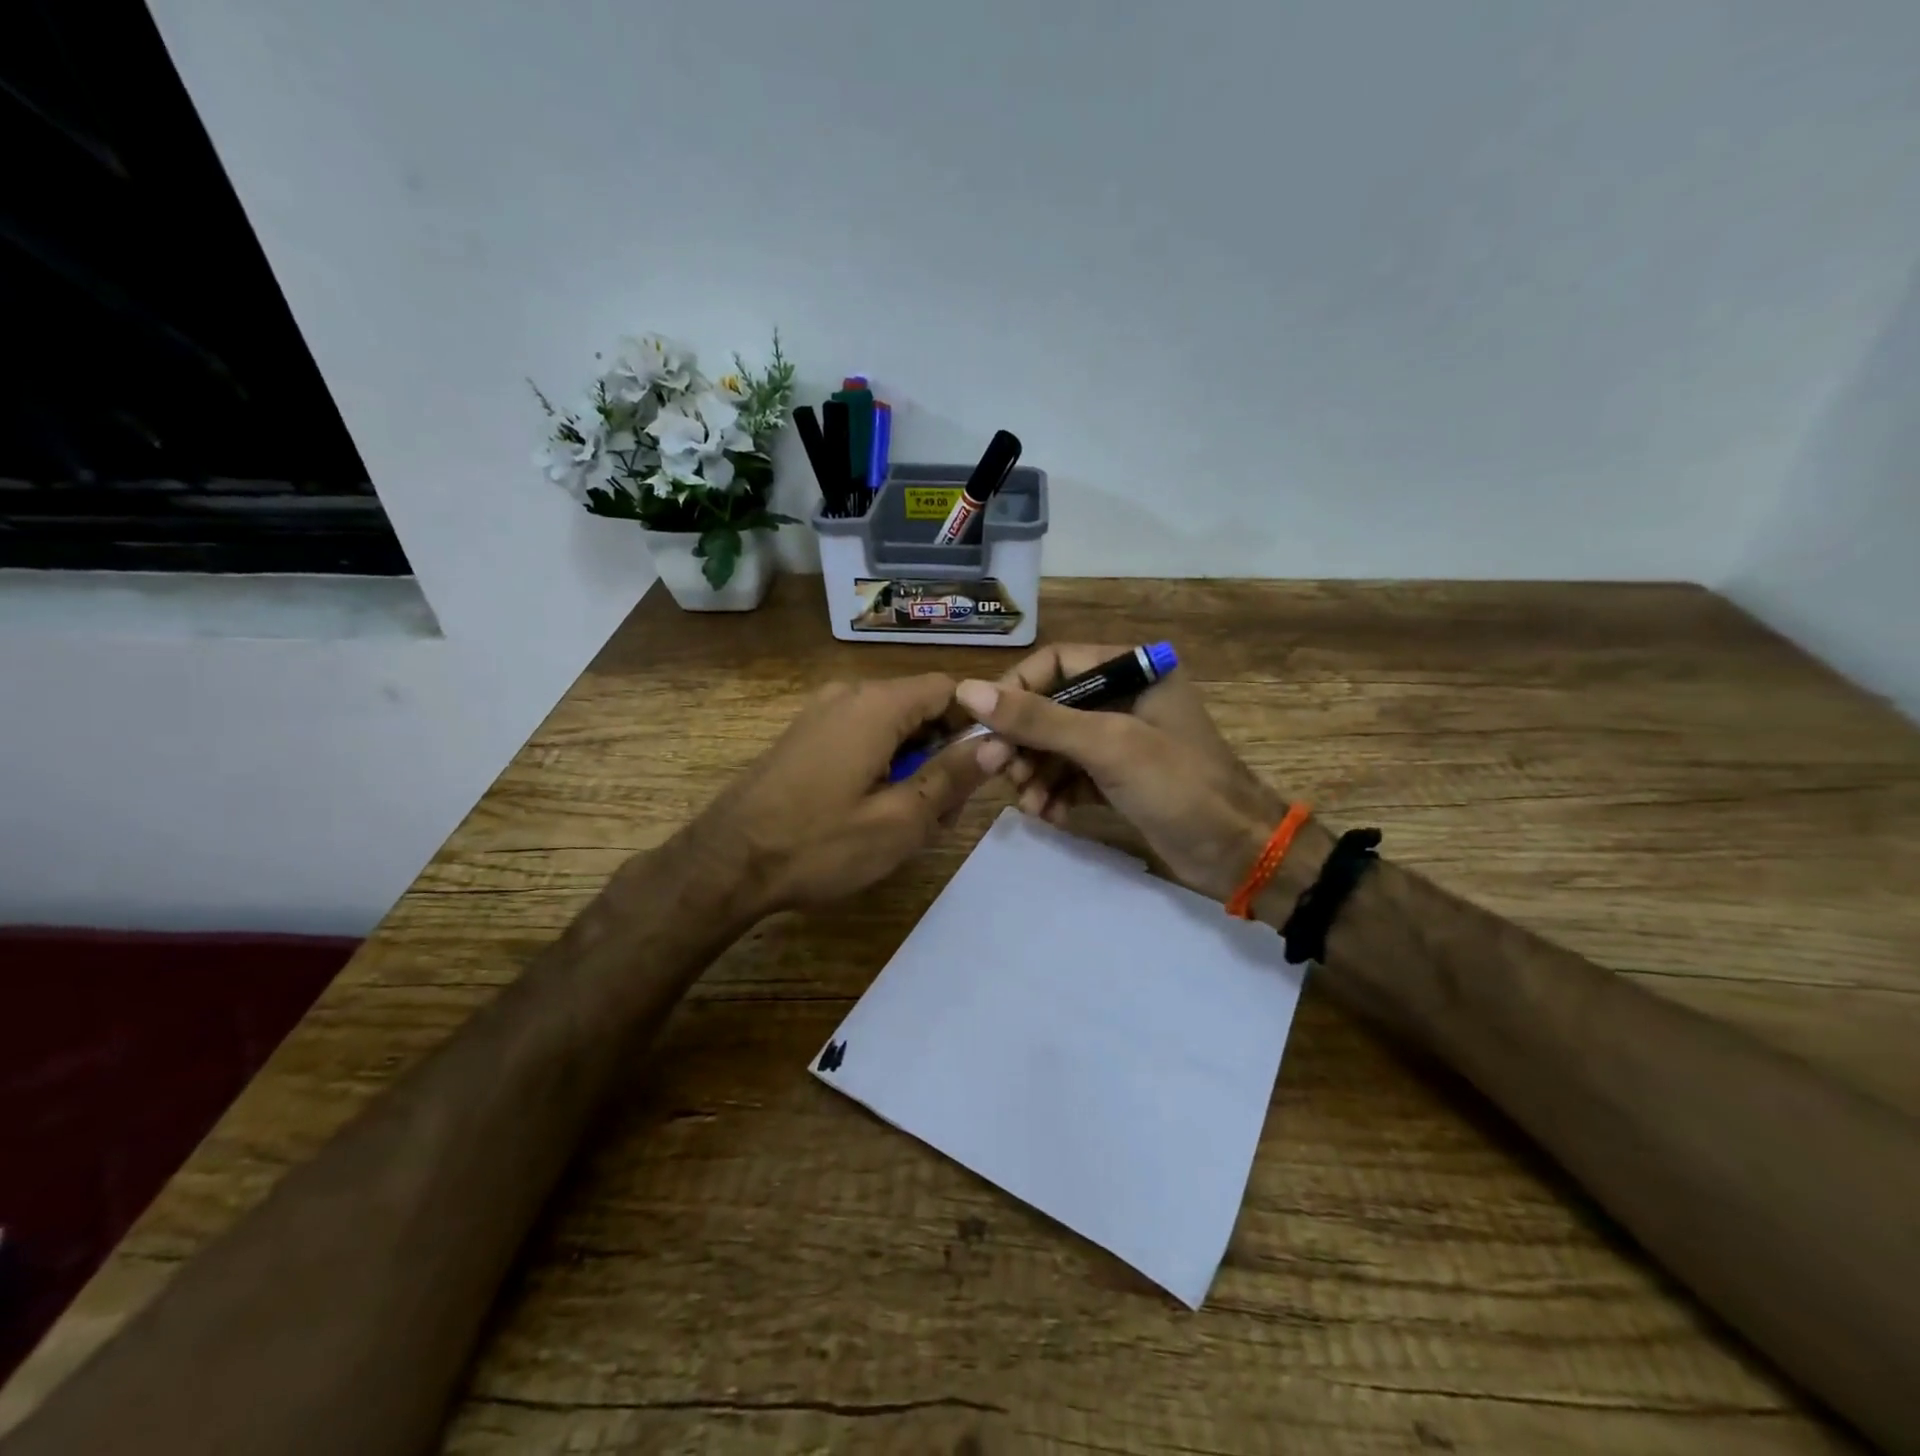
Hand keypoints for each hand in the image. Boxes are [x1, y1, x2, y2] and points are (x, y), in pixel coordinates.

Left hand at [688, 673, 987, 918]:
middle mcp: (849, 694)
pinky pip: (862, 737)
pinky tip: (877, 812)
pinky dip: (883, 766)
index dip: (978, 721)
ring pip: (893, 727)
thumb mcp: (899, 820)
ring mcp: (822, 713)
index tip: (988, 766)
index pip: (951, 688)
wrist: (726, 863)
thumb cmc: (819, 844)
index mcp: (877, 705)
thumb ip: (952, 776)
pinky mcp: (806, 736)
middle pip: (921, 708)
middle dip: (945, 753)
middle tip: (947, 812)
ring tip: (913, 821)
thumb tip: (998, 743)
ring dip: (915, 765)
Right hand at [954, 645, 1316, 901]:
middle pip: (1050, 706)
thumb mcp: (1107, 746)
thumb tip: (968, 692)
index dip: (1015, 690)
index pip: (1054, 663)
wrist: (1239, 854)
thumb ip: (1038, 718)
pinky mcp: (1118, 776)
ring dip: (1034, 771)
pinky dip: (1054, 792)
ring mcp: (1121, 738)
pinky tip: (1048, 814)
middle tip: (996, 771)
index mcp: (1132, 669)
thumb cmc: (1179, 786)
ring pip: (1056, 744)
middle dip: (1022, 740)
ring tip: (1028, 802)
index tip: (986, 727)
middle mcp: (1124, 696)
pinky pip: (1070, 774)